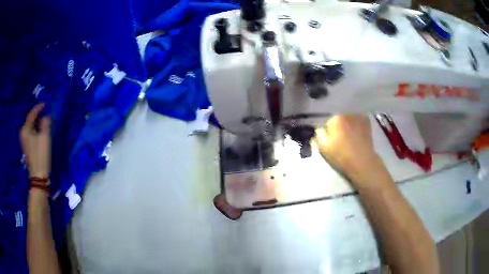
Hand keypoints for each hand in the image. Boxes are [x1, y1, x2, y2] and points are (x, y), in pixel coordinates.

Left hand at [20, 104, 51, 177]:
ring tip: (45, 124)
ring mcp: (24, 141)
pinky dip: (36, 130)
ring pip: (31, 127)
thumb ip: (46, 123)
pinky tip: (41, 133)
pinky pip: (31, 133)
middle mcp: (23, 133)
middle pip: (31, 120)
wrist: (38, 176)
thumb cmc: (41, 155)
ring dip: (37, 124)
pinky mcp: (27, 146)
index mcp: (26, 129)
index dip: (38, 108)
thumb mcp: (45, 137)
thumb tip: (47, 116)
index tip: (45, 104)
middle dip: (38, 117)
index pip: (32, 114)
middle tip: (46, 115)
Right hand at [314, 115, 382, 181]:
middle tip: (340, 138)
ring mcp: (358, 116)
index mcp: (335, 118)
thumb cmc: (342, 156)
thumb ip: (318, 134)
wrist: (362, 162)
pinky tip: (357, 132)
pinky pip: (358, 118)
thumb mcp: (324, 148)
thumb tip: (319, 128)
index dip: (328, 130)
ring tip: (350, 135)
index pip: (327, 121)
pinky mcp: (367, 120)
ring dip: (348, 123)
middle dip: (338, 125)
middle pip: (339, 117)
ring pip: (349, 117)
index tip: (331, 139)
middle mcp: (347, 113)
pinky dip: (357, 122)